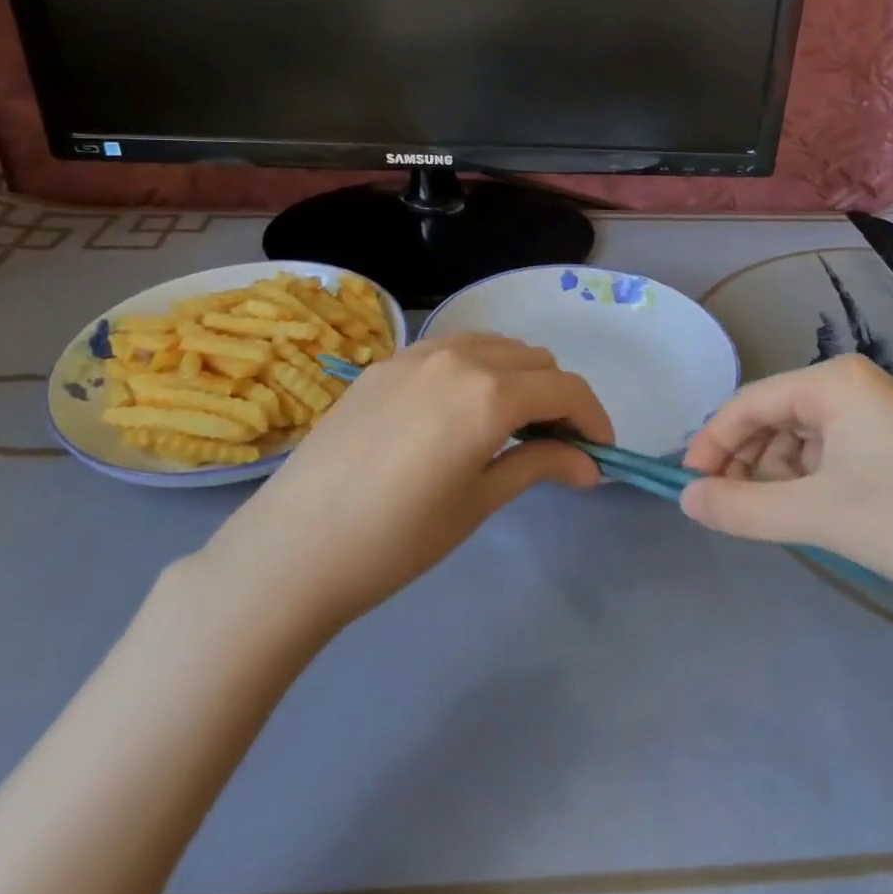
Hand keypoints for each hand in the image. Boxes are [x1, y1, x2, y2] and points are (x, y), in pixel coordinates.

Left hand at [194, 334, 608, 632]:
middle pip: (535, 360)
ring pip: (494, 346)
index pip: (565, 389)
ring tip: (509, 426)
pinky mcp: (385, 362)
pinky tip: (460, 410)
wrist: (293, 547)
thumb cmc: (397, 538)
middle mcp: (459, 357)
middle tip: (555, 446)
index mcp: (490, 393)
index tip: (599, 453)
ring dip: (518, 377)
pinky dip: (477, 369)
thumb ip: (539, 466)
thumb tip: (589, 464)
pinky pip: (452, 349)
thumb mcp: (479, 502)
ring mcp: (417, 353)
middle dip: (557, 398)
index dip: (594, 418)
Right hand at [680, 355, 892, 620]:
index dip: (713, 442)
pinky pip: (831, 456)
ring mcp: (879, 418)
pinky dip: (808, 484)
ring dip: (776, 476)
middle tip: (727, 508)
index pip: (749, 402)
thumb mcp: (820, 516)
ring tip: (771, 518)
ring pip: (801, 440)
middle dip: (745, 461)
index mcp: (834, 382)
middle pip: (774, 417)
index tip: (688, 486)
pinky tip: (810, 516)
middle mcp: (854, 388)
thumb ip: (743, 507)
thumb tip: (685, 501)